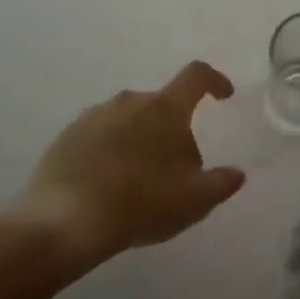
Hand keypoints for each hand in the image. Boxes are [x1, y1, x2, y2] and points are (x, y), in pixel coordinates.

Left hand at [10, 62, 245, 268]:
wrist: (63, 222)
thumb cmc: (140, 203)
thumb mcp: (194, 201)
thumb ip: (222, 183)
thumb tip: (236, 173)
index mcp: (165, 109)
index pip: (197, 76)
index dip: (215, 81)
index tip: (224, 96)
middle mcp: (129, 101)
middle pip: (162, 106)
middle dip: (173, 130)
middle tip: (176, 170)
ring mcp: (94, 115)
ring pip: (129, 121)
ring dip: (140, 141)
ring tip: (138, 184)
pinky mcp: (67, 136)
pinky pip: (99, 137)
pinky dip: (110, 153)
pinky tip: (107, 187)